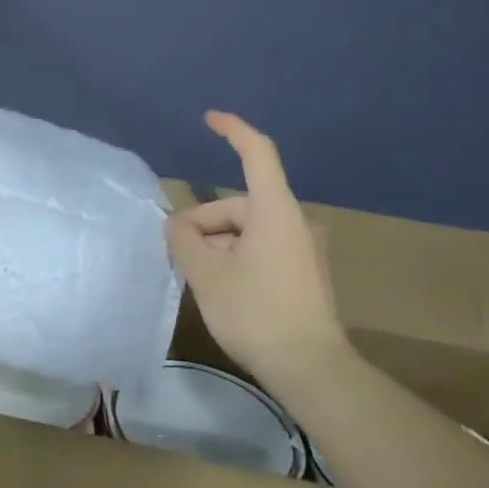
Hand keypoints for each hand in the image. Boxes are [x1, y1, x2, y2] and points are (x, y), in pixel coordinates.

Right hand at [165, 111, 345, 385]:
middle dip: (203, 222)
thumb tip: (177, 225)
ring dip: (217, 244)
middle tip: (177, 253)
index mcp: (274, 211)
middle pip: (238, 204)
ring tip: (197, 277)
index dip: (233, 130)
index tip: (209, 118)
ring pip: (247, 230)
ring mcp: (302, 249)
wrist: (311, 369)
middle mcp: (293, 222)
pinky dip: (235, 257)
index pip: (256, 153)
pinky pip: (260, 249)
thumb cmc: (256, 313)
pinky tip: (220, 287)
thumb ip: (184, 239)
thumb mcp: (206, 275)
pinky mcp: (303, 273)